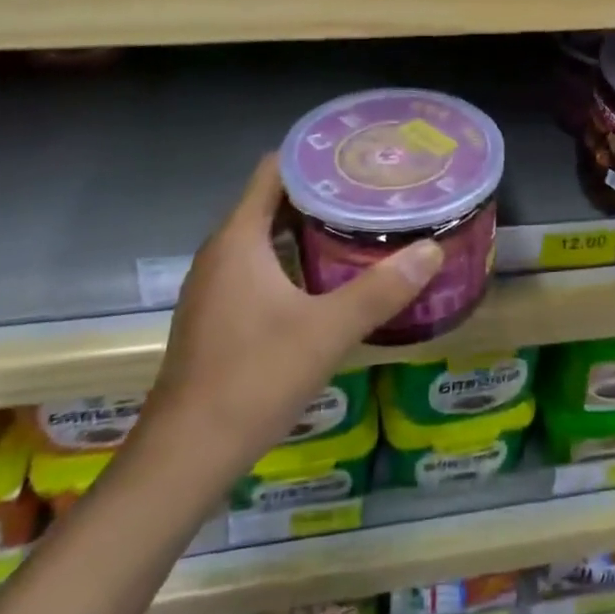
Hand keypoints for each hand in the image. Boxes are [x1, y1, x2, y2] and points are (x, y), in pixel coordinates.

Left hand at [134, 154, 443, 472]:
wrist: (183, 459)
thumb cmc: (252, 380)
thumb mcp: (327, 332)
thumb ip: (380, 290)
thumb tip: (432, 250)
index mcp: (239, 238)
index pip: (274, 170)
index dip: (314, 156)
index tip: (357, 154)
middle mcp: (221, 252)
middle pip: (272, 201)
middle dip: (320, 192)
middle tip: (370, 190)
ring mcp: (214, 286)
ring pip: (264, 236)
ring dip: (306, 227)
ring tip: (357, 226)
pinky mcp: (216, 315)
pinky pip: (256, 265)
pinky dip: (290, 258)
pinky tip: (325, 278)